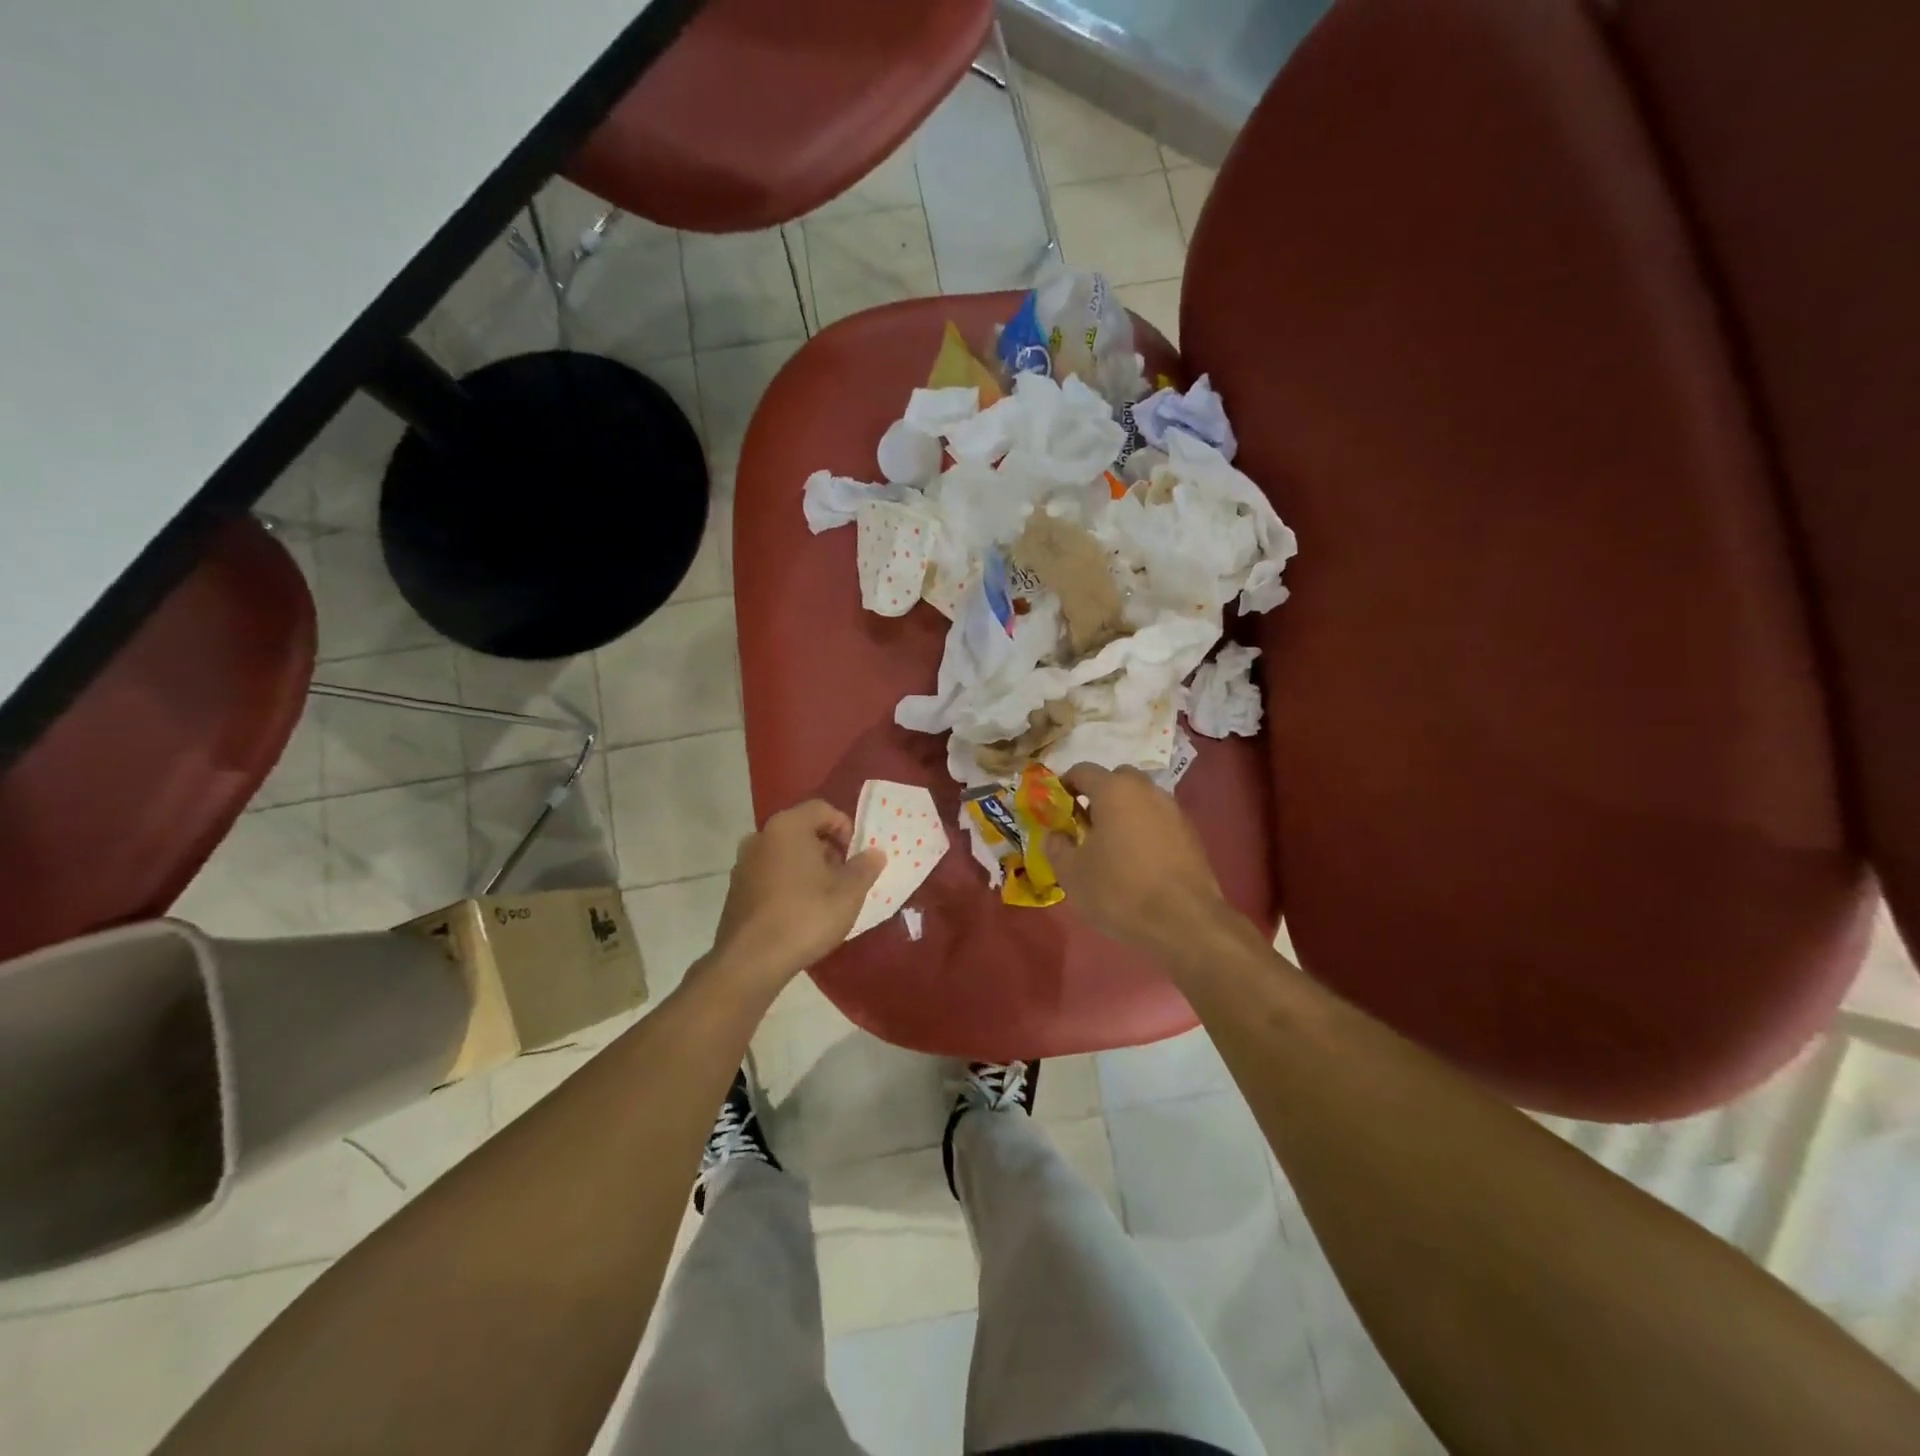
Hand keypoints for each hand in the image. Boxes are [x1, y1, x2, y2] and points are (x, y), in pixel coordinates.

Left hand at [703, 800, 885, 994]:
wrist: (750, 961)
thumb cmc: (805, 917)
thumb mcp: (848, 893)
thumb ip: (865, 868)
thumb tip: (875, 853)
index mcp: (787, 827)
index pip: (822, 809)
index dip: (845, 828)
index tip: (855, 856)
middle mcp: (760, 836)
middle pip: (802, 830)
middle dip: (827, 848)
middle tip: (844, 877)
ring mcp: (743, 863)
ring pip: (784, 853)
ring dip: (807, 867)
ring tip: (824, 896)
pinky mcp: (736, 889)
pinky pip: (769, 874)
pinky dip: (787, 883)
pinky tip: (799, 911)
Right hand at [1046, 764, 1228, 953]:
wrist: (1184, 922)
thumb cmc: (1119, 891)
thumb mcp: (1072, 873)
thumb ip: (1056, 846)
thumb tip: (1056, 835)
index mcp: (1114, 790)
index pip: (1082, 770)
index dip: (1065, 785)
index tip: (1057, 809)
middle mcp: (1146, 790)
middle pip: (1116, 779)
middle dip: (1098, 796)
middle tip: (1086, 826)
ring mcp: (1173, 810)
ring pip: (1141, 799)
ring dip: (1124, 813)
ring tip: (1112, 846)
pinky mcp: (1191, 833)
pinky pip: (1159, 820)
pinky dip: (1145, 830)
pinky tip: (1139, 861)